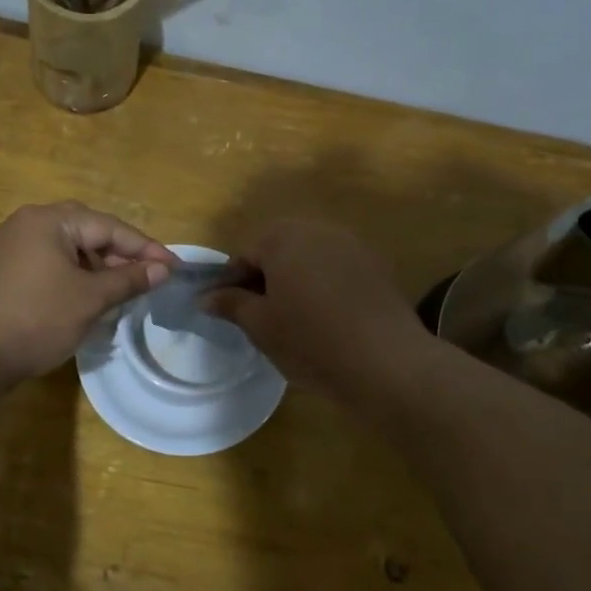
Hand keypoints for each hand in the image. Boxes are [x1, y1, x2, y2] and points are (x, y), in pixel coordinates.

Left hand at [0, 202, 177, 382]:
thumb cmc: (36, 318)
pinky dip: (73, 277)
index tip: (174, 267)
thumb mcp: (90, 299)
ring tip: (120, 292)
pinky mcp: (2, 271)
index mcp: (50, 220)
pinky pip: (49, 264)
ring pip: (67, 250)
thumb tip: (162, 270)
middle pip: (87, 232)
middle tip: (147, 278)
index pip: (109, 226)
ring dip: (97, 268)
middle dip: (120, 255)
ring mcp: (11, 247)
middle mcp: (28, 224)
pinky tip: (86, 299)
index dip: (145, 248)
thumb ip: (128, 279)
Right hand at [203, 219, 429, 399]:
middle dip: (265, 276)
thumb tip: (205, 297)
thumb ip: (230, 304)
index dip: (232, 282)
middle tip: (260, 315)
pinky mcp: (376, 265)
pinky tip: (326, 317)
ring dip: (295, 279)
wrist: (385, 361)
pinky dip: (324, 285)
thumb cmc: (310, 340)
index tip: (229, 312)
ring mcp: (352, 244)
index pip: (245, 253)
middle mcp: (318, 229)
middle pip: (279, 248)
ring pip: (310, 257)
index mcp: (283, 237)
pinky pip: (337, 268)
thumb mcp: (260, 325)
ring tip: (293, 317)